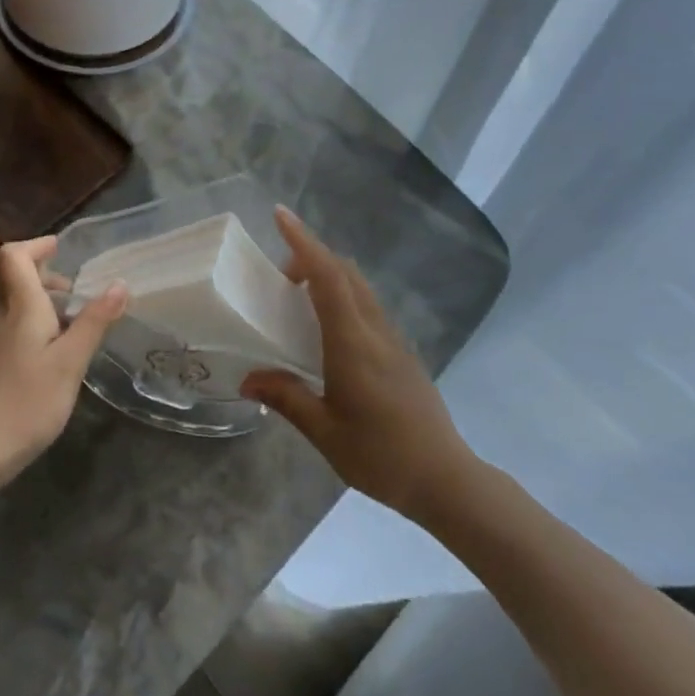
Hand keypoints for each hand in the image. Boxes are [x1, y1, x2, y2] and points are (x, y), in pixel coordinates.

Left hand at [0, 237, 126, 483]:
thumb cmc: (26, 402)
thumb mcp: (70, 363)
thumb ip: (94, 322)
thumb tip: (119, 284)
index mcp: (20, 306)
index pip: (14, 256)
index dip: (36, 245)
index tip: (61, 249)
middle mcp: (1, 316)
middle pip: (13, 276)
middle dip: (44, 272)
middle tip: (76, 289)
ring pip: (14, 302)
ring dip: (42, 299)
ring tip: (76, 321)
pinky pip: (14, 326)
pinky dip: (37, 323)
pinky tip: (58, 352)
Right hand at [241, 207, 482, 523]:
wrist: (446, 480)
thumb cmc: (381, 455)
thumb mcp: (324, 432)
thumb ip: (286, 398)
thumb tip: (248, 379)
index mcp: (353, 343)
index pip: (328, 277)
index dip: (304, 242)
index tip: (280, 215)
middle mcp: (375, 330)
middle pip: (346, 272)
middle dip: (312, 256)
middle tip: (278, 274)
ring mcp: (393, 340)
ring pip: (360, 287)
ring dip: (329, 275)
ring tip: (297, 295)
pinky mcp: (402, 353)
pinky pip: (368, 306)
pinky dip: (342, 296)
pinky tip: (327, 328)